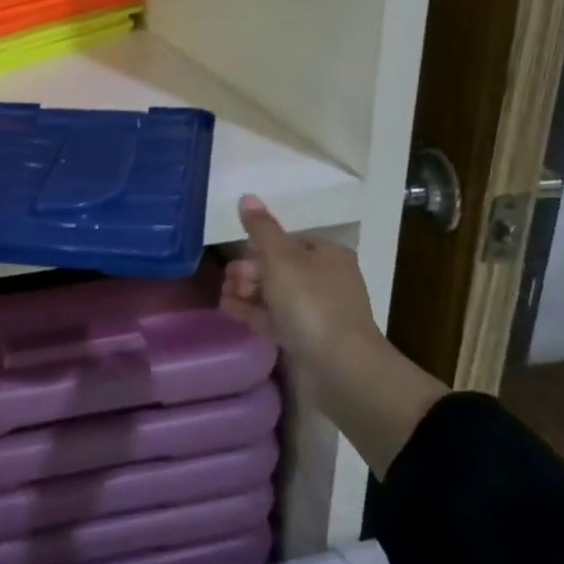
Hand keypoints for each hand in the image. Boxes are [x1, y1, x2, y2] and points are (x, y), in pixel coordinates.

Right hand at [221, 194, 445, 477]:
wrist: (340, 367)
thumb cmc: (311, 303)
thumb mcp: (281, 258)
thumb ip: (261, 229)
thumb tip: (247, 196)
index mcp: (328, 255)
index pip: (288, 241)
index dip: (260, 246)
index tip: (238, 255)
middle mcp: (326, 279)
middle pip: (279, 267)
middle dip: (249, 270)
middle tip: (228, 279)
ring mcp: (317, 312)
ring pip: (275, 294)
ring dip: (247, 291)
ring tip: (223, 294)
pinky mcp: (307, 338)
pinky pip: (274, 318)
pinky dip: (252, 311)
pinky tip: (228, 309)